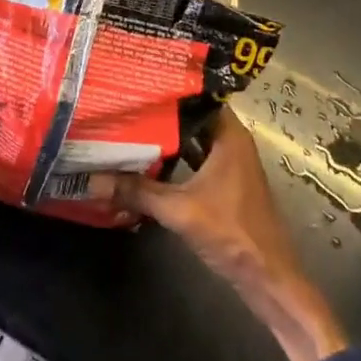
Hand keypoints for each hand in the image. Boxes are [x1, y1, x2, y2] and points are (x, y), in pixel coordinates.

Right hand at [93, 109, 346, 360]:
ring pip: (193, 139)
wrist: (268, 278)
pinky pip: (194, 159)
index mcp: (229, 136)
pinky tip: (147, 159)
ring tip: (130, 125)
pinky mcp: (223, 184)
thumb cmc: (232, 232)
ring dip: (167, 136)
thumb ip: (137, 192)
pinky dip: (174, 157)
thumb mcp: (179, 210)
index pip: (198, 96)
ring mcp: (229, 164)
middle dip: (162, 111)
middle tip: (126, 101)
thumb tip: (93, 179)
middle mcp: (231, 142)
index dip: (170, 88)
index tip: (138, 81)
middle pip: (192, 117)